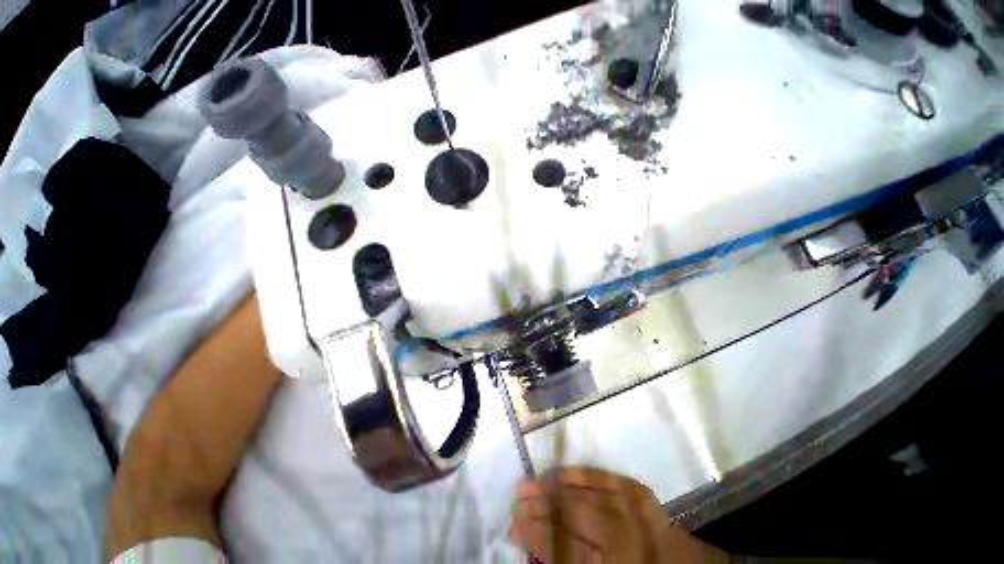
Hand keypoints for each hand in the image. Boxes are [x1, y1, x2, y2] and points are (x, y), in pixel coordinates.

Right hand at [509, 467, 725, 562]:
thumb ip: (570, 561)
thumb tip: (536, 548)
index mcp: (618, 562)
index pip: (566, 548)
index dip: (537, 536)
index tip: (513, 524)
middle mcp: (627, 538)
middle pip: (573, 518)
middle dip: (540, 508)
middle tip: (514, 499)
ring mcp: (637, 512)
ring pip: (587, 495)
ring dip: (554, 488)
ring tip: (530, 481)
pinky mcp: (643, 496)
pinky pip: (609, 480)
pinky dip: (584, 474)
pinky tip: (563, 471)